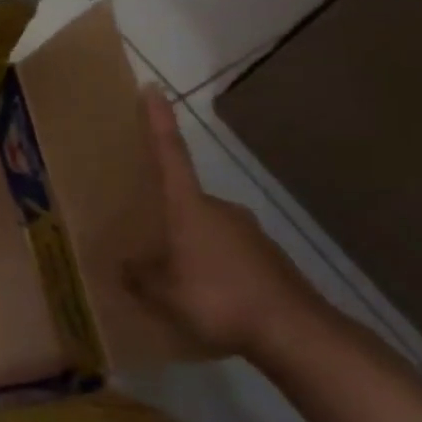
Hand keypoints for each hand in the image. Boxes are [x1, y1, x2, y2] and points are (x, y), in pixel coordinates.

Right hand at [127, 85, 324, 358]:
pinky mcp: (269, 259)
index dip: (158, 121)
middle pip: (185, 199)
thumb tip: (125, 266)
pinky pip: (228, 254)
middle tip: (145, 236)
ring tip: (173, 276)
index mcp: (190, 207)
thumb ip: (139, 276)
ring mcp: (249, 233)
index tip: (152, 88)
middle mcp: (220, 209)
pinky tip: (206, 296)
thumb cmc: (218, 298)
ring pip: (207, 229)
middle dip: (166, 213)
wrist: (296, 333)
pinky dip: (213, 266)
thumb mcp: (162, 293)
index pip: (170, 153)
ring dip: (189, 244)